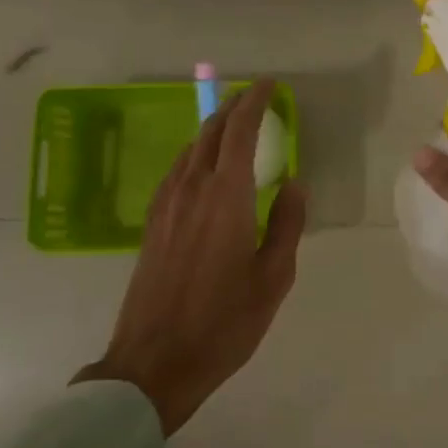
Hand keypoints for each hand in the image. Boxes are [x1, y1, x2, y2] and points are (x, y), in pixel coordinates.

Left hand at [76, 80, 306, 434]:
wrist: (154, 362)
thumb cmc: (223, 322)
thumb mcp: (273, 278)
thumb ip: (287, 224)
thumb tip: (294, 183)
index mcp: (226, 197)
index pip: (239, 132)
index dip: (254, 102)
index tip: (268, 85)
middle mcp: (191, 190)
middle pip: (210, 133)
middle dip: (232, 109)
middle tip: (254, 99)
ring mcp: (166, 205)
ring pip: (191, 150)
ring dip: (213, 130)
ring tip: (233, 127)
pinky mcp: (153, 223)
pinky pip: (177, 171)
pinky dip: (197, 154)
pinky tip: (205, 168)